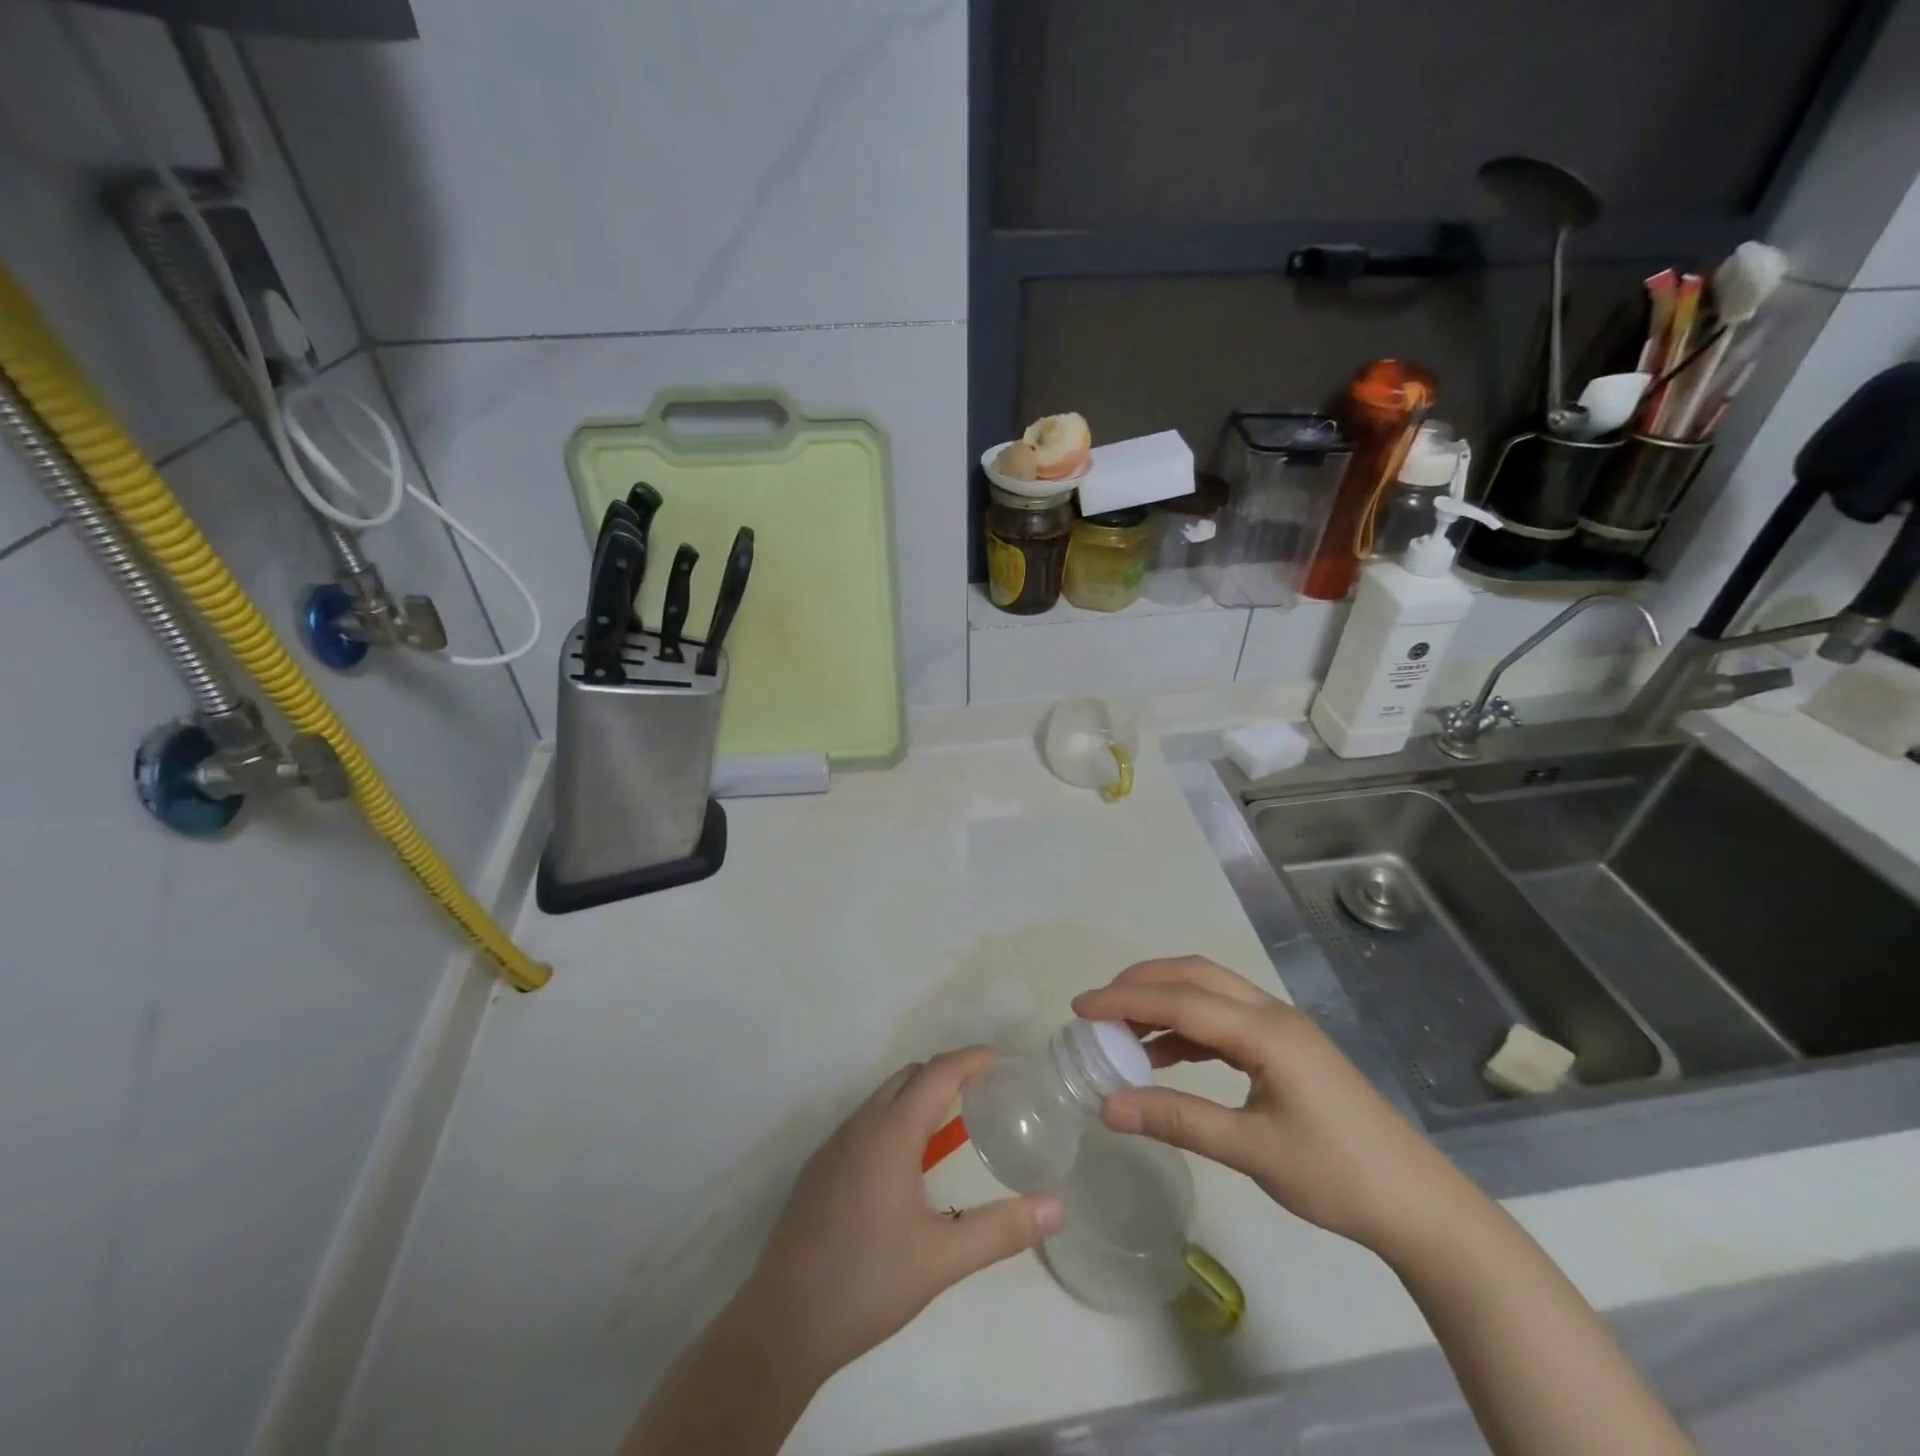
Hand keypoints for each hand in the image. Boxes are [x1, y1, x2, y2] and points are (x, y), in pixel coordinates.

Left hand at [738, 1048, 1065, 1382]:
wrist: (782, 1324)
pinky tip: (907, 1165)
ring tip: (952, 1127)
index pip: (937, 1073)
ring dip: (919, 1097)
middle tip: (984, 1095)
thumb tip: (1057, 1207)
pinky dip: (895, 1119)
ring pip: (884, 1098)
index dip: (970, 1059)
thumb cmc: (867, 1284)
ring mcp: (834, 1145)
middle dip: (948, 1074)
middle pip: (909, 1077)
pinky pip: (865, 1122)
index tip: (1001, 1062)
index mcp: (890, 1133)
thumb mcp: (942, 1260)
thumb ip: (1002, 1230)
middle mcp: (860, 1125)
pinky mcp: (819, 1168)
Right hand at [1072, 957, 1462, 1254]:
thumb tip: (1108, 1106)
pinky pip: (1224, 1020)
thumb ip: (1178, 1120)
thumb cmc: (1337, 1176)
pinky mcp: (1285, 1048)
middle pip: (1194, 977)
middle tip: (1097, 1008)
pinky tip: (1163, 1055)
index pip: (1180, 1001)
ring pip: (1209, 993)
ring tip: (1120, 1030)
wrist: (1419, 1206)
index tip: (1079, 1008)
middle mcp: (1271, 1014)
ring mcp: (1281, 1028)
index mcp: (1265, 1031)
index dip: (1125, 1001)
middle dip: (1141, 984)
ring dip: (1163, 1002)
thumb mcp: (1252, 1151)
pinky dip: (1186, 1028)